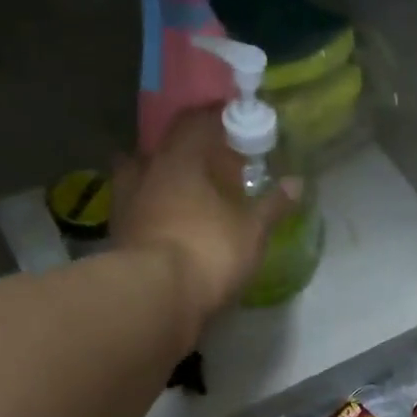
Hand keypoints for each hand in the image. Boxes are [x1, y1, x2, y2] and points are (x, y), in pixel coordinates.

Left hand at [110, 106, 301, 321]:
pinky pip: (136, 210)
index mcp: (180, 158)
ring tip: (185, 194)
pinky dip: (151, 211)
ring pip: (142, 177)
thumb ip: (273, 205)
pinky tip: (168, 224)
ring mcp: (127, 202)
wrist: (156, 296)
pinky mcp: (118, 235)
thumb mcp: (252, 231)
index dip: (214, 119)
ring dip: (161, 180)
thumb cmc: (209, 250)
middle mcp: (147, 170)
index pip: (194, 122)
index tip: (232, 124)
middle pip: (165, 148)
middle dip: (187, 153)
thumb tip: (297, 183)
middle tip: (210, 165)